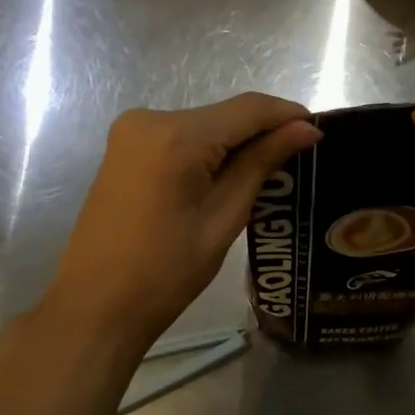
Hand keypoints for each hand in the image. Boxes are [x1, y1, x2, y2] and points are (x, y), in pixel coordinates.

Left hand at [41, 93, 320, 358]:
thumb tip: (304, 129)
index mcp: (176, 137)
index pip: (247, 109)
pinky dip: (208, 148)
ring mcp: (132, 130)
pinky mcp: (125, 146)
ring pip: (204, 123)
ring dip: (236, 140)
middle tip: (299, 156)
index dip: (286, 114)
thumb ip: (262, 163)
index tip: (319, 130)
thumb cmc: (165, 272)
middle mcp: (150, 118)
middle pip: (225, 114)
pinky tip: (227, 173)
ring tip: (270, 169)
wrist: (95, 305)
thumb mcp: (224, 217)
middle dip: (262, 130)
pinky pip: (181, 135)